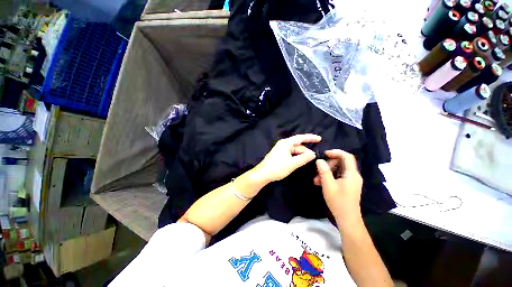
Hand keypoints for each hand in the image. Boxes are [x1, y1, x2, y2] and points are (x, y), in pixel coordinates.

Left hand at [252, 134, 320, 182]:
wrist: (262, 174)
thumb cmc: (277, 168)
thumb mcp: (292, 163)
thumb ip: (304, 158)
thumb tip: (313, 154)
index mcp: (286, 143)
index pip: (300, 138)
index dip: (310, 138)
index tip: (320, 138)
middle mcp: (283, 144)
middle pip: (297, 145)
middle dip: (305, 151)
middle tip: (313, 158)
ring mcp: (280, 150)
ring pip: (294, 151)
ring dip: (301, 155)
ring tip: (306, 162)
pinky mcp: (279, 155)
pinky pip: (290, 154)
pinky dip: (296, 157)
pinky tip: (299, 162)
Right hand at [314, 150, 362, 224]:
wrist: (347, 219)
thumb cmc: (338, 202)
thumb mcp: (328, 185)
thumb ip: (324, 171)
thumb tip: (319, 160)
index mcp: (351, 174)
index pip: (347, 157)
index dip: (336, 152)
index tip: (324, 153)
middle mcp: (353, 175)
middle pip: (341, 163)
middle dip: (328, 165)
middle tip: (318, 170)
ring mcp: (351, 181)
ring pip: (338, 170)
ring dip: (326, 172)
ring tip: (316, 179)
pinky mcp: (347, 185)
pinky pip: (338, 176)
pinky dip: (329, 177)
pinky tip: (320, 183)